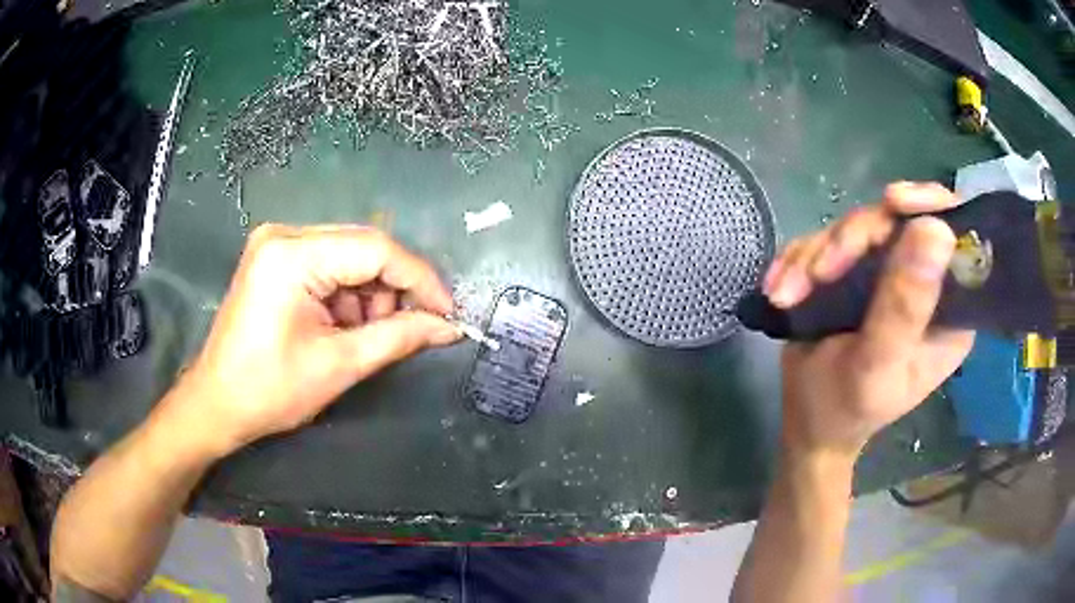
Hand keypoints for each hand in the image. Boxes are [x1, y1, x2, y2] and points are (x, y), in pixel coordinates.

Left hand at [165, 224, 460, 456]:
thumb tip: (449, 326)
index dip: (419, 279)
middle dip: (393, 290)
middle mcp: (284, 235)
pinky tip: (342, 327)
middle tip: (408, 330)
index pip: (376, 249)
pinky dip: (347, 296)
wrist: (217, 404)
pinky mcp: (276, 259)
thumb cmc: (270, 391)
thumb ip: (399, 337)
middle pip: (363, 248)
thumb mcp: (339, 365)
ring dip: (370, 296)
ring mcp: (277, 244)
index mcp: (293, 255)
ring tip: (364, 337)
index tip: (447, 313)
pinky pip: (329, 266)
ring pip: (350, 257)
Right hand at [765, 182, 974, 458]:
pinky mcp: (855, 270)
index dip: (930, 207)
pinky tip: (781, 290)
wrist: (806, 422)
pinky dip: (799, 260)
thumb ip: (905, 305)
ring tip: (787, 295)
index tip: (893, 203)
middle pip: (897, 221)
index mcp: (949, 309)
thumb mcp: (877, 364)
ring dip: (815, 255)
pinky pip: (827, 239)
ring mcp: (888, 272)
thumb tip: (937, 230)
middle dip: (852, 241)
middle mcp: (925, 282)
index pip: (957, 237)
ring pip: (857, 227)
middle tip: (818, 274)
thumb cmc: (847, 408)